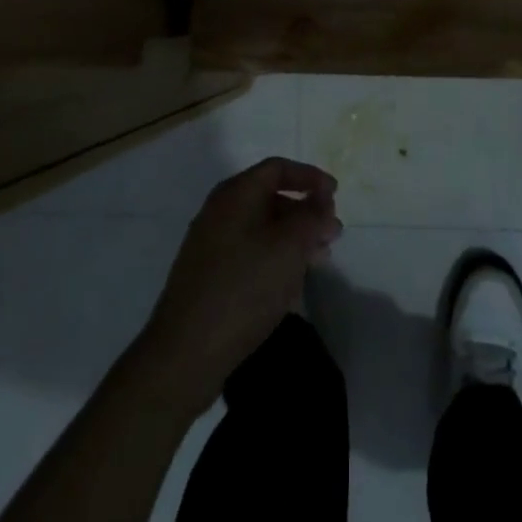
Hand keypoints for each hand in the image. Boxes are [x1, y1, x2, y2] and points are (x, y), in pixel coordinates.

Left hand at [137, 158, 341, 415]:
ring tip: (318, 261)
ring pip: (262, 229)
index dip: (310, 177)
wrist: (185, 352)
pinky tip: (291, 285)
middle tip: (332, 235)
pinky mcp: (209, 275)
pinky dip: (275, 258)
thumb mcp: (289, 247)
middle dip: (305, 213)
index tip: (336, 195)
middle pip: (270, 198)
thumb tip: (322, 200)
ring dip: (294, 239)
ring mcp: (211, 244)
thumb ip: (311, 216)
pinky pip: (250, 253)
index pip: (277, 168)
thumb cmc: (243, 288)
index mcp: (235, 194)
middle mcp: (219, 212)